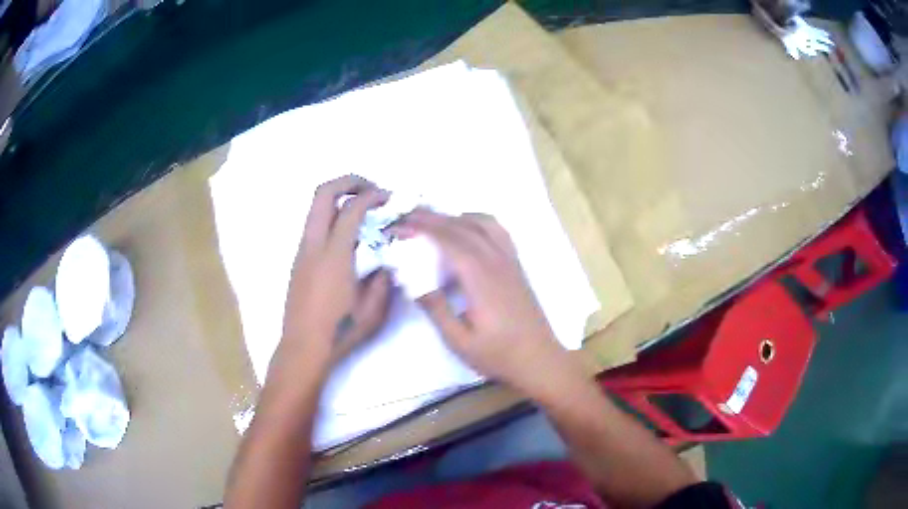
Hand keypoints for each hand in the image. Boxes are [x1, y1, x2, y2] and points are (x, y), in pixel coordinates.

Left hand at [277, 175, 392, 374]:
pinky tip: (349, 235)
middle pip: (323, 193)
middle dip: (348, 181)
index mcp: (334, 257)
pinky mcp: (298, 260)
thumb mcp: (373, 310)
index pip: (351, 209)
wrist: (303, 348)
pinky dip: (332, 216)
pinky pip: (314, 224)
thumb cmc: (339, 332)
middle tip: (371, 189)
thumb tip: (386, 260)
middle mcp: (314, 246)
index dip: (372, 196)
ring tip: (363, 209)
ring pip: (315, 207)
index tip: (389, 198)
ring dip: (339, 198)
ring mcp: (302, 251)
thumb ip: (383, 279)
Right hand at [400, 210, 571, 395]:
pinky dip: (478, 221)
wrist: (539, 359)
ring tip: (433, 220)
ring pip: (483, 223)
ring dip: (456, 216)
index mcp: (481, 279)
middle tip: (408, 216)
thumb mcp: (459, 341)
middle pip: (463, 227)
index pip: (449, 241)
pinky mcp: (517, 265)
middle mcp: (497, 262)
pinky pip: (499, 231)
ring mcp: (510, 261)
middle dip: (433, 218)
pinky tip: (467, 229)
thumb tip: (414, 281)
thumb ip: (436, 309)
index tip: (400, 226)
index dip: (423, 229)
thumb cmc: (498, 354)